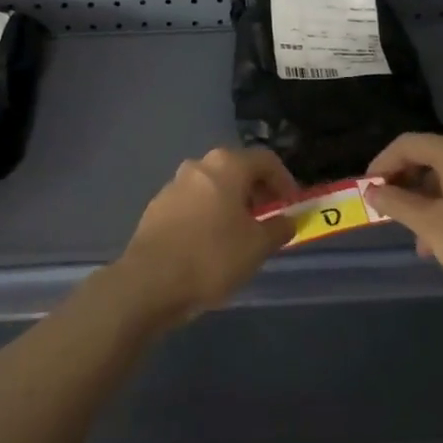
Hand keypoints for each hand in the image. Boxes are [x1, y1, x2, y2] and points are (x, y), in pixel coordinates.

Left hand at [116, 147, 297, 320]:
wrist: (149, 282)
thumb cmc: (212, 257)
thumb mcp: (258, 246)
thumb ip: (278, 228)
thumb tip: (286, 221)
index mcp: (226, 165)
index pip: (266, 160)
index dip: (285, 180)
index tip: (292, 205)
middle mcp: (198, 166)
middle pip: (237, 169)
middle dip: (257, 191)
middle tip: (269, 218)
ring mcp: (173, 185)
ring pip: (213, 187)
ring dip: (232, 203)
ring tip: (242, 234)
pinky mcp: (157, 208)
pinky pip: (193, 204)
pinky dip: (209, 215)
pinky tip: (212, 244)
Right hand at [363, 133, 442, 318]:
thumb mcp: (430, 225)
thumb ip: (396, 203)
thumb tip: (372, 191)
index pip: (408, 145)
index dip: (382, 164)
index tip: (366, 190)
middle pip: (426, 157)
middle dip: (403, 183)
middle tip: (384, 210)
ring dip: (421, 201)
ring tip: (410, 235)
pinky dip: (442, 208)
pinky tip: (432, 242)